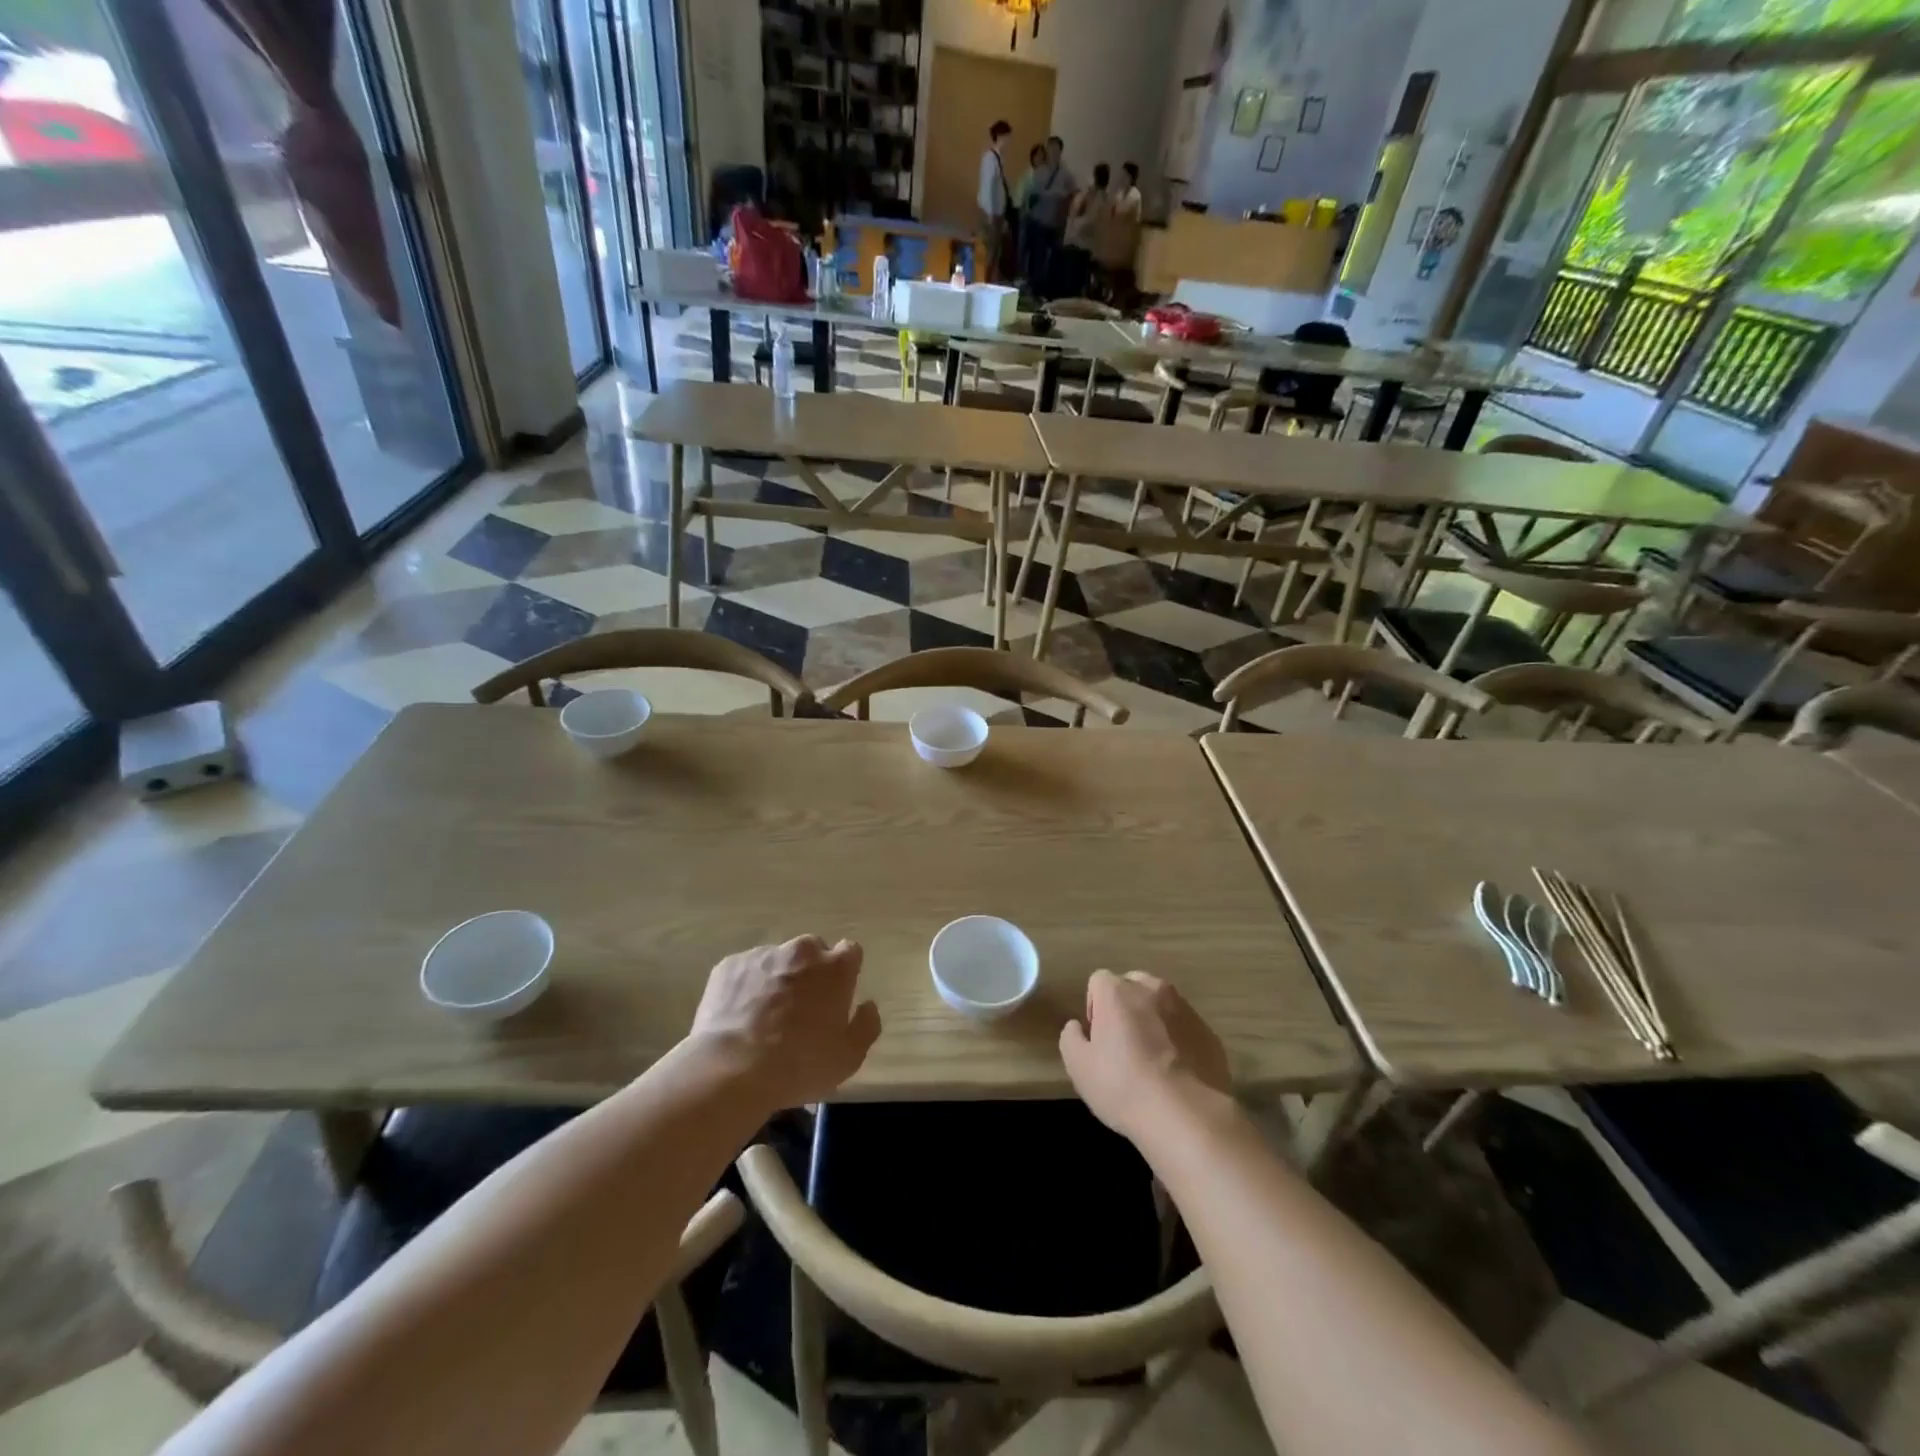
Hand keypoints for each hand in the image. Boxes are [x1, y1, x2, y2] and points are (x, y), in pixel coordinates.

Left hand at [692, 936, 880, 1109]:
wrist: (730, 1070)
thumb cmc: (798, 1065)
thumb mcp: (848, 1058)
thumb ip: (866, 1025)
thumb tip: (867, 1005)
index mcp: (835, 968)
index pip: (850, 951)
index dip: (845, 971)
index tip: (838, 994)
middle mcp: (801, 951)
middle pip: (813, 950)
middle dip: (811, 971)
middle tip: (802, 1006)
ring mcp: (763, 955)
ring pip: (778, 959)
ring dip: (778, 977)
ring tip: (765, 1015)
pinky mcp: (730, 965)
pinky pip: (746, 970)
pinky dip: (747, 986)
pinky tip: (739, 1016)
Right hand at [1059, 970, 1231, 1143]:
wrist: (1186, 1116)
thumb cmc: (1123, 1087)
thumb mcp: (1079, 1067)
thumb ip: (1071, 1037)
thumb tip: (1077, 1027)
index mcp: (1118, 992)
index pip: (1099, 981)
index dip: (1094, 1006)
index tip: (1098, 1037)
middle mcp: (1153, 990)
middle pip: (1133, 985)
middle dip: (1125, 1006)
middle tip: (1123, 1043)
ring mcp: (1186, 1010)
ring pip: (1162, 1005)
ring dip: (1154, 1021)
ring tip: (1153, 1060)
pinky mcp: (1209, 1033)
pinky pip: (1186, 1028)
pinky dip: (1179, 1040)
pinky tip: (1177, 1073)